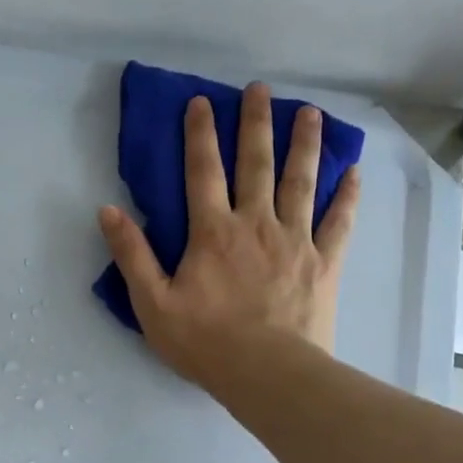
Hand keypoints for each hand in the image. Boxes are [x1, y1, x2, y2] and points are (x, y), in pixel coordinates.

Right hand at [98, 81, 359, 384]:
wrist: (266, 373)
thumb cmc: (205, 342)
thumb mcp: (152, 303)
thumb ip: (131, 254)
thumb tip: (108, 210)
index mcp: (213, 232)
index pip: (202, 172)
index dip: (199, 134)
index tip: (201, 102)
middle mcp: (256, 224)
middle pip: (256, 164)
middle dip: (256, 124)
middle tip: (260, 89)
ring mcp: (296, 241)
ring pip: (301, 182)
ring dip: (304, 145)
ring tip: (310, 113)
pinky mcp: (324, 263)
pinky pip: (339, 222)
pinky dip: (346, 196)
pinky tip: (354, 172)